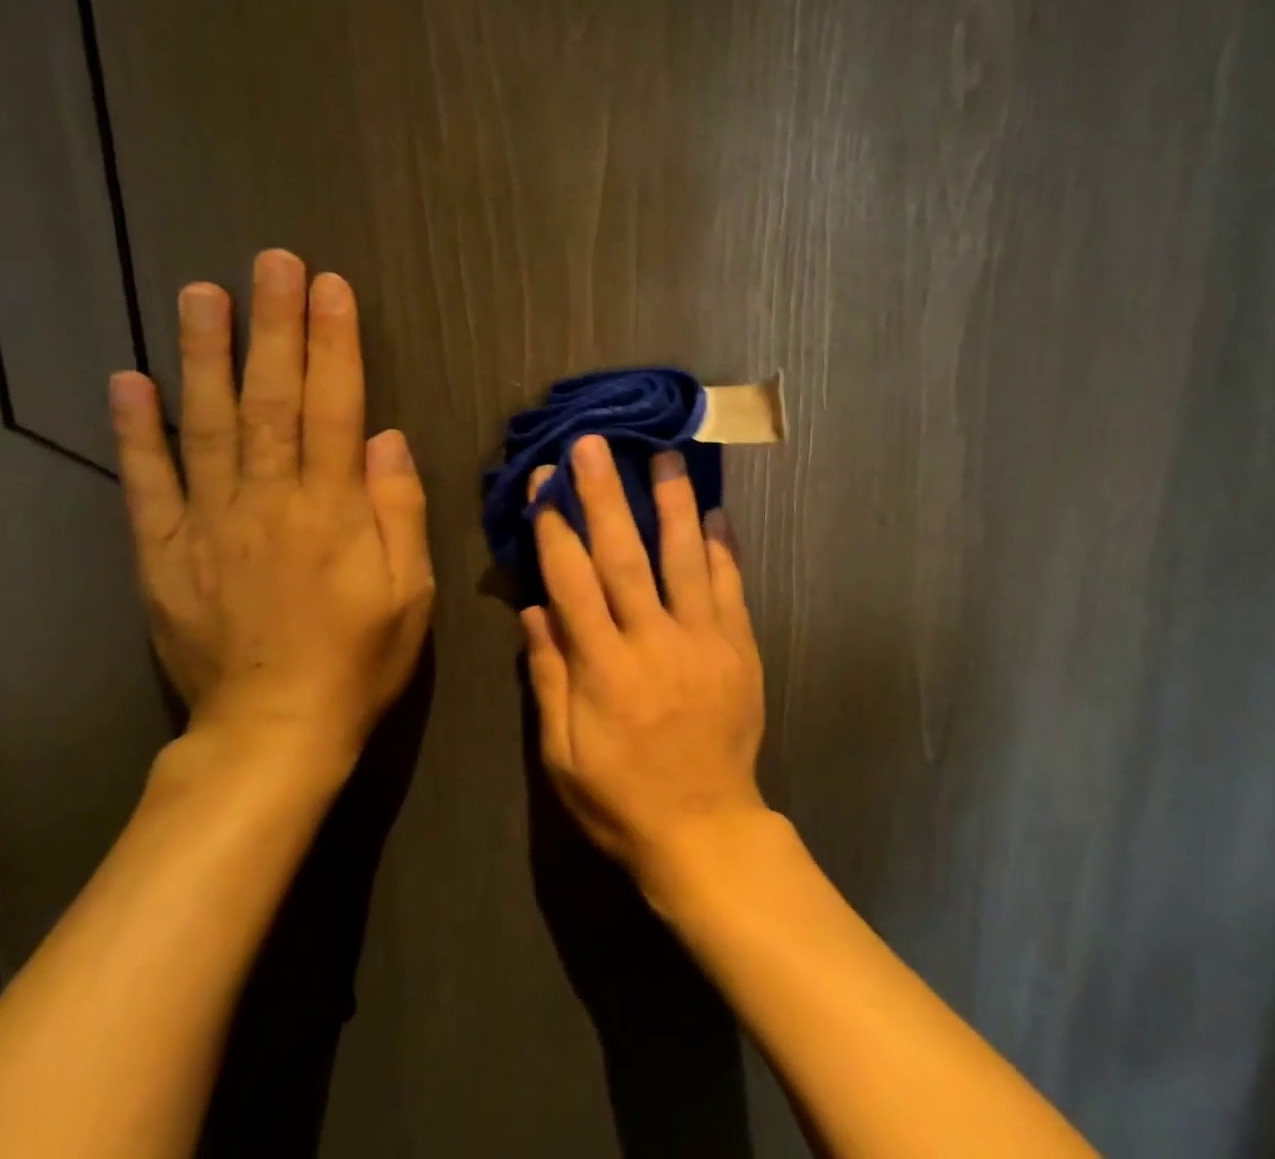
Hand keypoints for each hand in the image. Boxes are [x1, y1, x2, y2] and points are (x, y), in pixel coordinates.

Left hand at [108, 249, 432, 767]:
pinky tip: (128, 380)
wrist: (273, 731)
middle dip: (275, 326)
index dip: (335, 344)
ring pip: (207, 425)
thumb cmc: (359, 658)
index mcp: (333, 510)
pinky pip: (148, 484)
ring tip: (202, 293)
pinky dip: (136, 431)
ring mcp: (209, 524)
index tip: (331, 287)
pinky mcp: (163, 553)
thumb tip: (389, 439)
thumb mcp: (409, 592)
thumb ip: (399, 511)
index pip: (337, 408)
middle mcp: (268, 501)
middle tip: (271, 262)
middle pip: (272, 400)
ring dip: (205, 355)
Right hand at [521, 435, 766, 894]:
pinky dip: (724, 548)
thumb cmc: (621, 798)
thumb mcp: (563, 754)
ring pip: (686, 559)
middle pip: (625, 556)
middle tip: (595, 445)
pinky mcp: (740, 648)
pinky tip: (717, 512)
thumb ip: (548, 677)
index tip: (546, 484)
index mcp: (603, 668)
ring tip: (667, 456)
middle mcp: (653, 642)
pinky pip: (732, 588)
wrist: (706, 830)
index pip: (572, 581)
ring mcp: (704, 641)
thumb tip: (534, 610)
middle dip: (606, 495)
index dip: (556, 528)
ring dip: (673, 503)